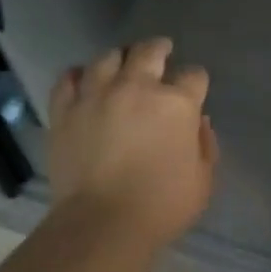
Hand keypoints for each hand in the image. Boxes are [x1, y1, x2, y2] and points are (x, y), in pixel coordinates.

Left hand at [49, 38, 218, 250]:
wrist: (102, 223)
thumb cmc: (162, 206)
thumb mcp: (203, 180)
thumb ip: (205, 145)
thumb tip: (199, 122)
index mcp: (176, 104)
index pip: (194, 76)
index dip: (195, 81)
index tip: (194, 89)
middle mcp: (136, 88)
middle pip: (149, 51)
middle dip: (159, 49)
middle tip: (162, 50)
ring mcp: (97, 95)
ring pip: (107, 58)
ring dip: (119, 58)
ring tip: (121, 62)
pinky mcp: (65, 110)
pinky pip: (68, 79)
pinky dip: (78, 75)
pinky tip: (83, 79)